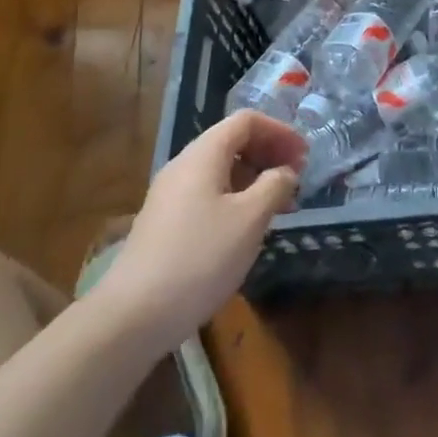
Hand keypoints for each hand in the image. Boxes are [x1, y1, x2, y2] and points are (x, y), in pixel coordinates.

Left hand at [100, 109, 306, 348]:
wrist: (133, 316)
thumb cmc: (200, 258)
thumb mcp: (250, 219)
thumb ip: (274, 186)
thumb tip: (285, 171)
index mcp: (203, 154)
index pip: (246, 121)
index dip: (279, 131)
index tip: (304, 155)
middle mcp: (183, 165)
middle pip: (232, 142)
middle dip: (268, 154)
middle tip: (296, 179)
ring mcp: (170, 195)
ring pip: (220, 171)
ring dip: (253, 179)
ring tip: (279, 206)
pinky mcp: (164, 223)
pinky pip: (207, 194)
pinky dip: (235, 198)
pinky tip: (247, 228)